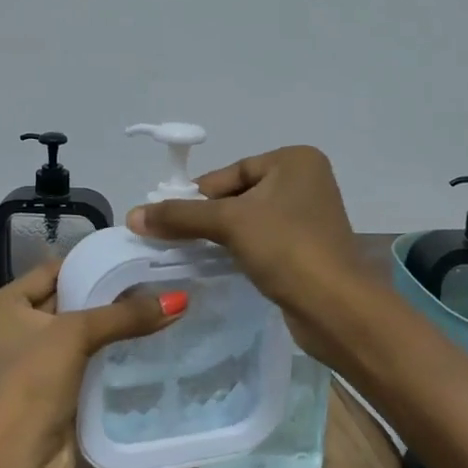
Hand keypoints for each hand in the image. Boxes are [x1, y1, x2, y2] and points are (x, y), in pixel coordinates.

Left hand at [0, 257, 183, 467]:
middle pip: (67, 301)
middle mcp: (11, 330)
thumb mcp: (74, 336)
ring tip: (160, 308)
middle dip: (108, 295)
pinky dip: (109, 355)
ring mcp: (31, 365)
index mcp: (2, 306)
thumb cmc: (28, 385)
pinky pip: (85, 363)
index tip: (136, 256)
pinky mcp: (51, 394)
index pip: (53, 270)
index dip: (92, 264)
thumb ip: (125, 315)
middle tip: (158, 280)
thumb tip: (180, 298)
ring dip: (112, 327)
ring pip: (79, 335)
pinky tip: (146, 345)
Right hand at [125, 145, 362, 327]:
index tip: (166, 216)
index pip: (232, 171)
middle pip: (239, 194)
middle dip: (208, 216)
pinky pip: (263, 240)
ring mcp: (310, 216)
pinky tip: (220, 265)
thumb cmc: (286, 247)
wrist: (335, 307)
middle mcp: (306, 181)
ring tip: (190, 252)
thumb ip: (181, 216)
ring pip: (250, 219)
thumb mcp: (229, 223)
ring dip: (221, 235)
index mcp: (295, 161)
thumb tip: (132, 215)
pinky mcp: (307, 248)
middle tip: (174, 237)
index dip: (198, 194)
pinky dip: (240, 250)